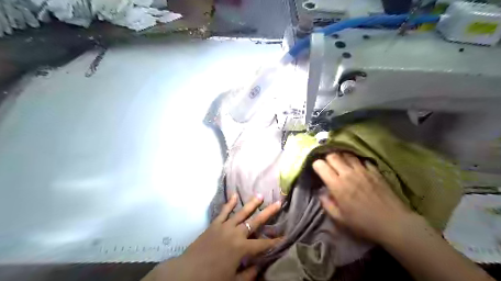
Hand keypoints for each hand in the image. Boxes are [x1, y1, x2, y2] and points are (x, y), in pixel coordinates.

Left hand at [145, 194, 283, 280]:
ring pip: (241, 212)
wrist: (186, 273)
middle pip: (255, 221)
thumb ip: (249, 273)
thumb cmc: (211, 279)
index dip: (275, 241)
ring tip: (260, 195)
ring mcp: (224, 227)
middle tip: (278, 203)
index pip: (263, 244)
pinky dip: (229, 203)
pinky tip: (234, 195)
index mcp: (241, 249)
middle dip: (268, 213)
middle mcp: (235, 234)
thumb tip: (261, 265)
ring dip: (251, 204)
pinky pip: (223, 211)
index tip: (286, 236)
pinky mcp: (214, 224)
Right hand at [312, 153, 414, 243]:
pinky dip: (357, 161)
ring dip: (341, 157)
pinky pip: (362, 159)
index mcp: (337, 185)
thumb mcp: (339, 219)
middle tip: (328, 165)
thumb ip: (327, 204)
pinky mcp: (375, 171)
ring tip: (341, 163)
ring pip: (347, 154)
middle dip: (327, 158)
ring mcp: (362, 170)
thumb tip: (322, 193)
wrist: (393, 223)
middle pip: (333, 155)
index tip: (318, 171)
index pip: (320, 165)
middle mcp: (347, 173)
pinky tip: (357, 166)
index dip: (316, 165)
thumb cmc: (363, 223)